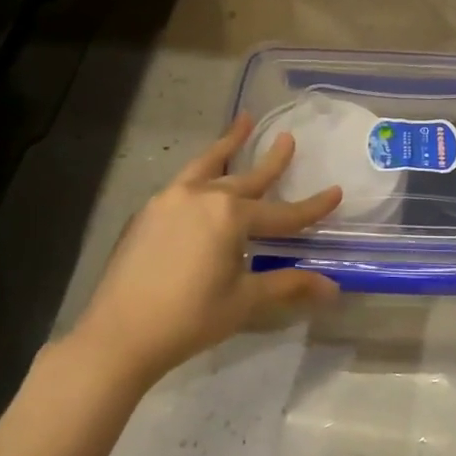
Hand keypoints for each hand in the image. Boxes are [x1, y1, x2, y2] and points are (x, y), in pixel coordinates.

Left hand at [61, 116, 341, 386]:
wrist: (119, 334)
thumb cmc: (190, 318)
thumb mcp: (245, 301)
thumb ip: (288, 285)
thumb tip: (333, 288)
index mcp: (231, 216)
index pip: (282, 213)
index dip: (312, 207)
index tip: (336, 192)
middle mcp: (202, 197)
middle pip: (247, 176)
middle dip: (272, 160)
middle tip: (288, 138)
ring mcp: (170, 200)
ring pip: (208, 165)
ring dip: (228, 145)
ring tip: (243, 121)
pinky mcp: (149, 212)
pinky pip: (184, 182)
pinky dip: (202, 171)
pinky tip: (204, 178)